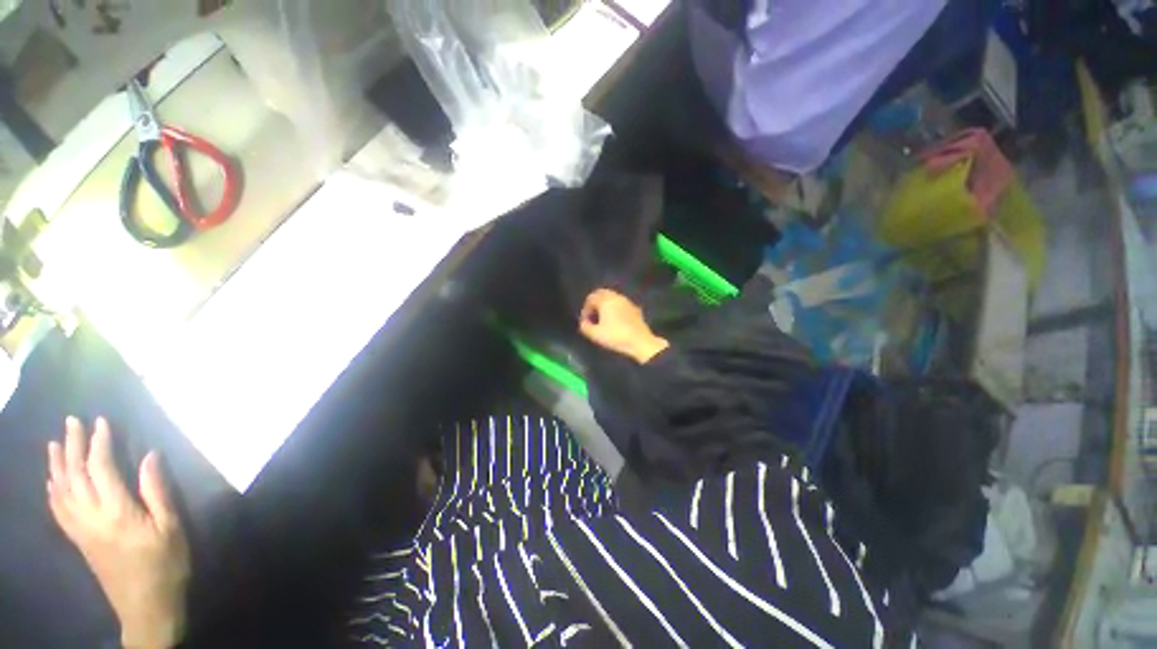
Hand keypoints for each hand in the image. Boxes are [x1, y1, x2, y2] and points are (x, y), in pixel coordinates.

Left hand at [47, 417, 189, 648]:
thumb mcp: (171, 528)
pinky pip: (58, 510)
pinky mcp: (79, 540)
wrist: (146, 606)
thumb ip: (157, 492)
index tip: (101, 421)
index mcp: (116, 512)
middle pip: (74, 475)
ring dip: (57, 464)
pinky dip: (53, 491)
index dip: (99, 443)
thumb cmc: (165, 564)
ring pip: (61, 491)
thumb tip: (150, 456)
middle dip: (72, 446)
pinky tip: (52, 482)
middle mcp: (91, 516)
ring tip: (55, 444)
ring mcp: (81, 529)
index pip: (101, 468)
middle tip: (72, 422)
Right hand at [579, 288, 668, 363]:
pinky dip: (614, 309)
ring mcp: (627, 302)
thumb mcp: (595, 335)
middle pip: (601, 293)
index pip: (590, 298)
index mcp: (606, 300)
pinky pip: (621, 304)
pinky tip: (615, 321)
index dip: (585, 310)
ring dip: (605, 306)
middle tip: (592, 316)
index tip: (585, 321)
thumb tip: (584, 323)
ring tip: (602, 320)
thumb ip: (585, 327)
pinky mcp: (635, 308)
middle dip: (595, 304)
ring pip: (612, 298)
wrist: (640, 342)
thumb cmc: (615, 336)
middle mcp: (616, 297)